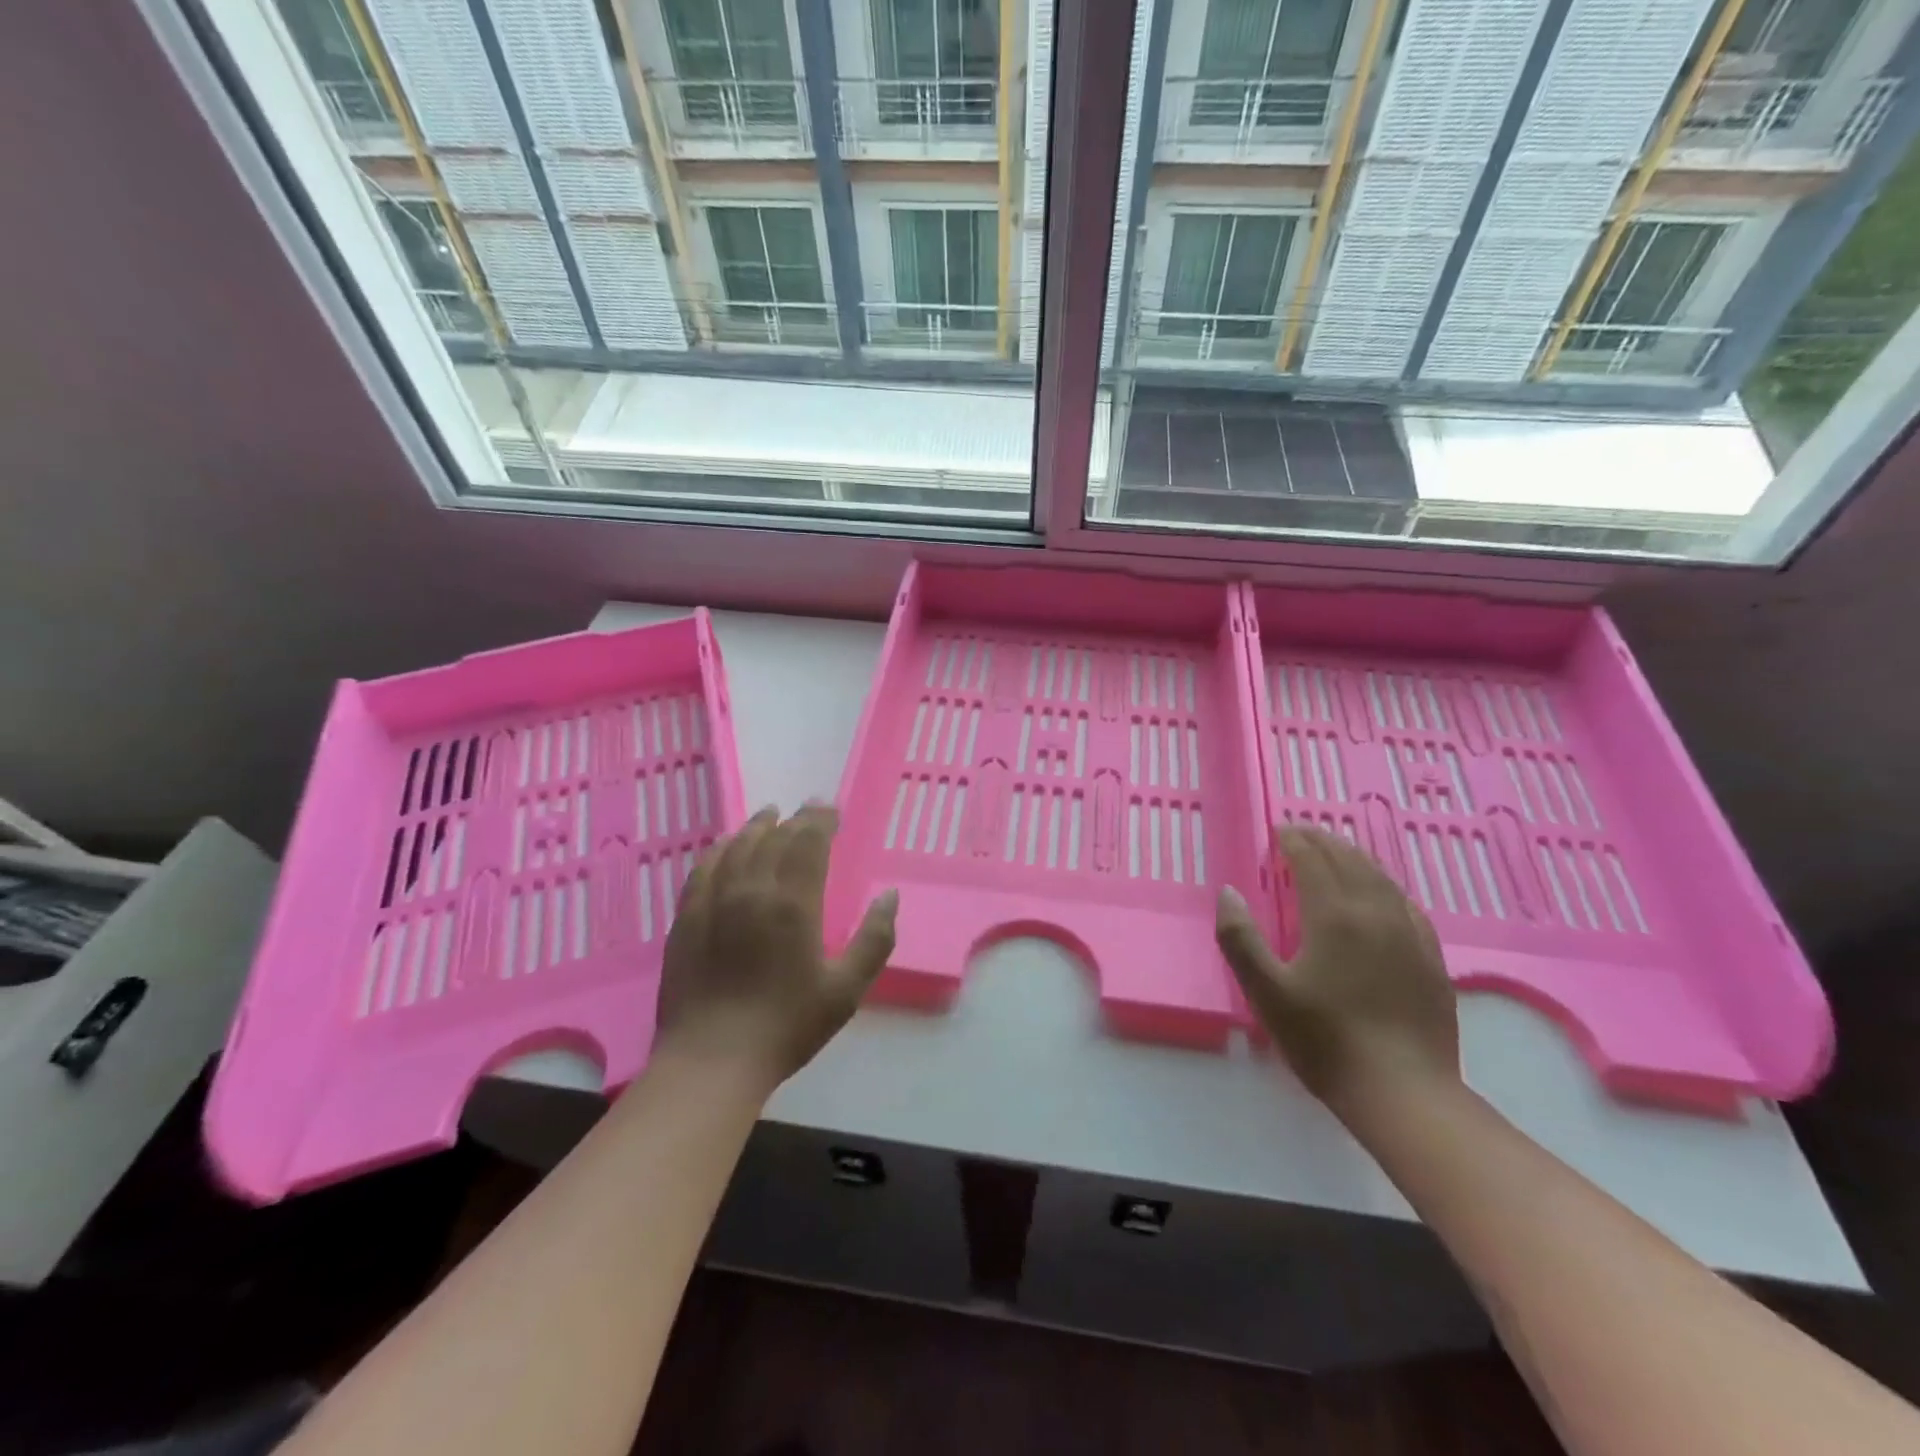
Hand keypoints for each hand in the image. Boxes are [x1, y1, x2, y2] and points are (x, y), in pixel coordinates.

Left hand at [653, 804, 896, 1091]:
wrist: (712, 1060)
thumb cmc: (787, 1026)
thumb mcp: (846, 989)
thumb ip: (874, 939)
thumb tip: (890, 896)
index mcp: (793, 903)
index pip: (808, 842)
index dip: (821, 820)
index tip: (831, 809)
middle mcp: (752, 890)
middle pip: (774, 838)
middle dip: (795, 819)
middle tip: (809, 810)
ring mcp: (713, 901)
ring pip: (737, 846)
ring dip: (756, 826)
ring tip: (769, 815)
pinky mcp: (686, 918)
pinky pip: (703, 868)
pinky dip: (719, 849)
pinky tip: (725, 846)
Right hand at [1216, 826, 1459, 1120]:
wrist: (1403, 1092)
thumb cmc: (1325, 1040)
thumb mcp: (1265, 992)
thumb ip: (1239, 938)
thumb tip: (1228, 892)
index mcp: (1333, 916)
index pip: (1312, 862)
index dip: (1294, 842)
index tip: (1279, 831)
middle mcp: (1374, 913)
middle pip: (1348, 861)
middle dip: (1323, 842)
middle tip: (1302, 833)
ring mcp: (1409, 935)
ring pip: (1380, 878)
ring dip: (1354, 857)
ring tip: (1336, 850)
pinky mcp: (1430, 958)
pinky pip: (1406, 904)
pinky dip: (1385, 885)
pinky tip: (1383, 893)